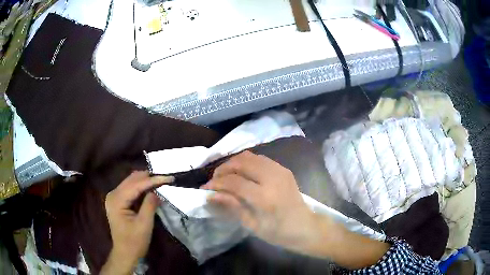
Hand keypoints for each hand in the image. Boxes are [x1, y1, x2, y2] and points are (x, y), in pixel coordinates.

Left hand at [101, 171, 173, 274]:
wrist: (125, 253)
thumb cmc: (135, 242)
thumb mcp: (144, 224)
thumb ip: (150, 205)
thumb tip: (156, 191)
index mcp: (116, 200)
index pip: (136, 185)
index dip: (153, 180)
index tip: (169, 177)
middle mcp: (113, 194)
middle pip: (132, 180)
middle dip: (149, 178)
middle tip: (166, 178)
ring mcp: (114, 197)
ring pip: (131, 182)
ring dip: (145, 181)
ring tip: (160, 181)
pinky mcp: (118, 201)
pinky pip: (130, 189)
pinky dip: (141, 188)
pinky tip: (151, 189)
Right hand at [201, 151, 326, 252]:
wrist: (306, 227)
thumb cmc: (279, 232)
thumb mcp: (252, 225)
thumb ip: (232, 207)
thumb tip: (211, 195)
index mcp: (265, 197)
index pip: (234, 182)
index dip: (216, 183)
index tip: (205, 188)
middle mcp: (273, 178)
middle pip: (241, 161)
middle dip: (223, 168)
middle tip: (215, 180)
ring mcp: (280, 170)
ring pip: (250, 156)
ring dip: (234, 163)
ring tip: (226, 176)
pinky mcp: (283, 169)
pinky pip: (260, 158)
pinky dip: (246, 163)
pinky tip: (242, 174)